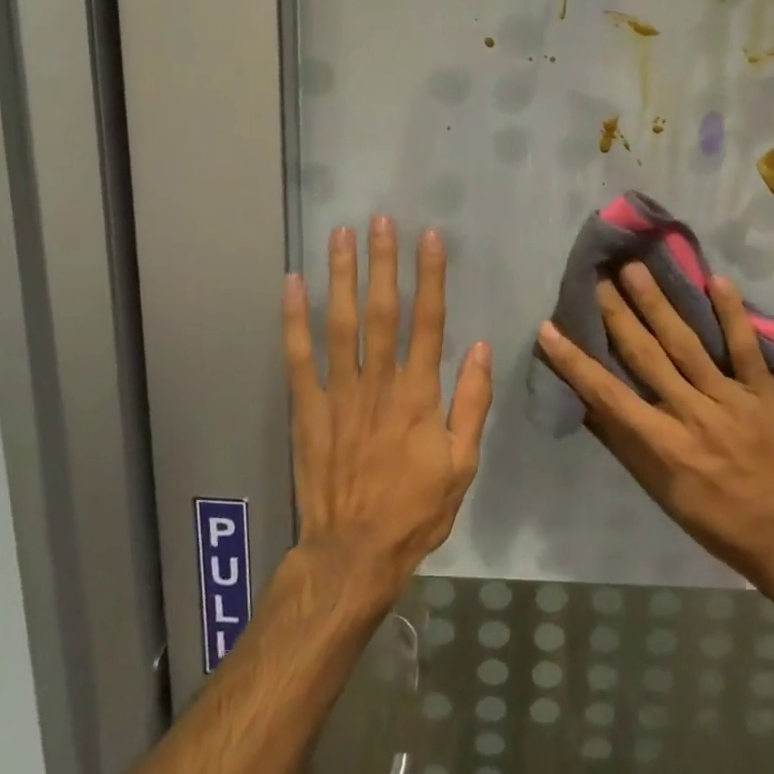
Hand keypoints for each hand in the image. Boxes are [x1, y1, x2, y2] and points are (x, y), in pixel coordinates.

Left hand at [283, 218, 493, 604]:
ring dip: (340, 277)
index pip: (428, 322)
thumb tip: (483, 348)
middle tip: (380, 220)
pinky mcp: (306, 410)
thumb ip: (472, 403)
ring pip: (339, 325)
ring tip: (340, 236)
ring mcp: (337, 395)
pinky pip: (297, 358)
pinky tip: (290, 285)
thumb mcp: (463, 464)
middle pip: (381, 312)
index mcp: (419, 396)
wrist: (354, 553)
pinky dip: (292, 320)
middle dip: (382, 263)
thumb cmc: (415, 509)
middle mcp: (378, 384)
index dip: (430, 277)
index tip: (430, 238)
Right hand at [535, 262, 773, 593]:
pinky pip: (745, 347)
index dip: (576, 362)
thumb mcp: (659, 491)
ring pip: (687, 344)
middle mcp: (693, 414)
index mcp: (663, 444)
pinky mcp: (763, 391)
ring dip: (658, 304)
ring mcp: (731, 399)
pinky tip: (716, 280)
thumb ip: (625, 443)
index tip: (549, 329)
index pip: (609, 395)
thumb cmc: (713, 518)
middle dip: (617, 316)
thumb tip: (589, 403)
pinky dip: (732, 313)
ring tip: (635, 268)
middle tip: (597, 278)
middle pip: (647, 357)